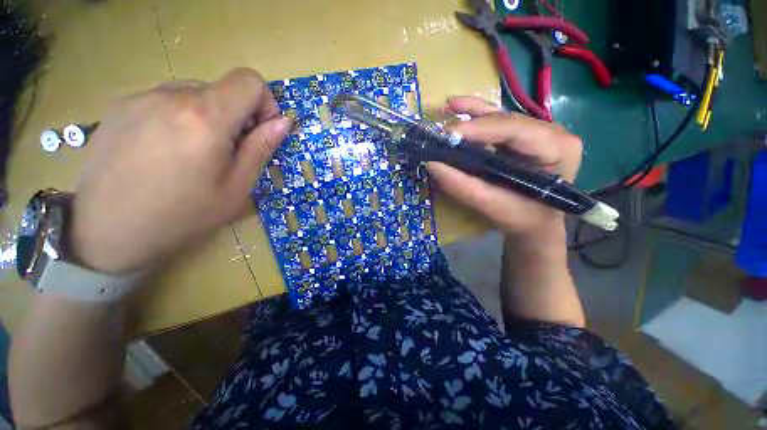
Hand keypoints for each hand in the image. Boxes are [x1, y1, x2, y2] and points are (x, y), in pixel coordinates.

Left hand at [69, 68, 289, 273]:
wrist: (106, 228)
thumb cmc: (182, 214)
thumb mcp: (236, 187)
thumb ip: (261, 148)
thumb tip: (282, 122)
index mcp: (205, 117)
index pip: (249, 80)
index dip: (264, 103)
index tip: (259, 131)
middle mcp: (172, 95)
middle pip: (222, 88)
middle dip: (236, 116)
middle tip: (226, 152)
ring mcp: (141, 96)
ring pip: (194, 93)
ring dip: (207, 116)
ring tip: (193, 153)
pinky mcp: (121, 104)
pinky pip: (166, 99)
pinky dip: (179, 117)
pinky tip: (164, 149)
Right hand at [427, 96, 581, 243]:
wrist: (536, 222)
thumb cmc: (522, 218)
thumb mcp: (492, 206)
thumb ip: (463, 187)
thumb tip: (432, 165)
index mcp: (557, 149)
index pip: (515, 130)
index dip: (479, 129)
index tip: (447, 135)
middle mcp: (552, 132)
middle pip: (505, 121)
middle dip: (471, 125)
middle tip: (441, 134)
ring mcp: (538, 130)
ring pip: (500, 117)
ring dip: (471, 115)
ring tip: (447, 107)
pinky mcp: (524, 134)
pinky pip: (497, 121)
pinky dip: (476, 115)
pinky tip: (459, 106)